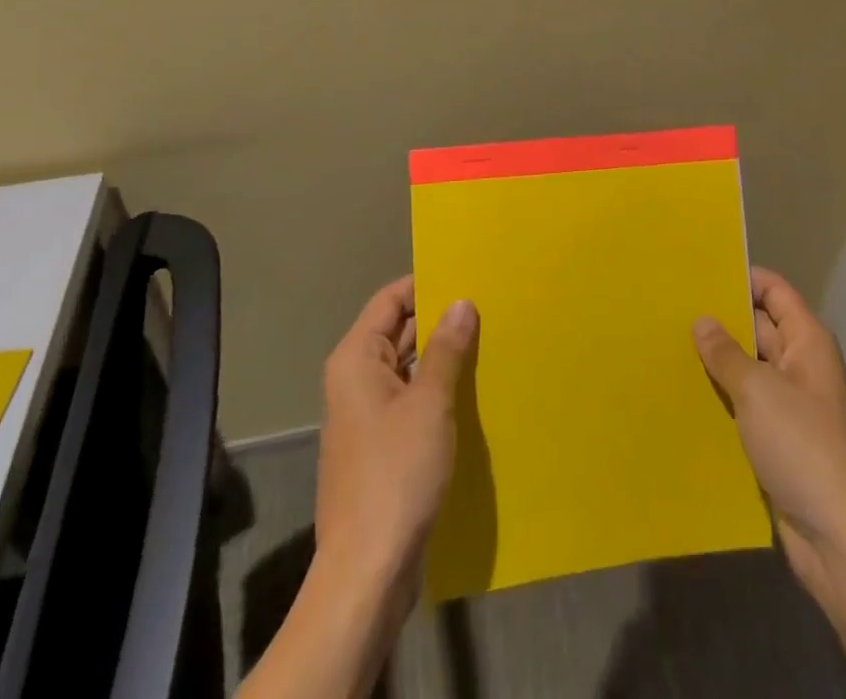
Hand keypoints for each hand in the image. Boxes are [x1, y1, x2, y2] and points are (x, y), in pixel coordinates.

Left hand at [316, 276, 478, 605]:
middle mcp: (356, 379)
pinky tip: (473, 389)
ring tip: (489, 339)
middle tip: (488, 304)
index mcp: (357, 359)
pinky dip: (437, 389)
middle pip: (398, 331)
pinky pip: (411, 399)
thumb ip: (446, 349)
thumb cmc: (396, 474)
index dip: (425, 284)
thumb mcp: (429, 403)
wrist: (368, 570)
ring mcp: (367, 415)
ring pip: (407, 367)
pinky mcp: (381, 446)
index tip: (467, 274)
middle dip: (440, 319)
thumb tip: (462, 302)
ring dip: (442, 356)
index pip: (390, 300)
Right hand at [693, 268, 845, 610]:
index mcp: (807, 341)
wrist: (839, 537)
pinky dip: (721, 398)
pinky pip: (745, 405)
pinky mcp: (778, 439)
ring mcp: (790, 404)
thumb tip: (702, 320)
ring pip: (748, 369)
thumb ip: (726, 353)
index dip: (742, 277)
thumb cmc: (802, 447)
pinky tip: (684, 394)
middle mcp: (800, 365)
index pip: (774, 291)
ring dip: (716, 362)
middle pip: (758, 327)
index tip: (700, 272)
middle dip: (721, 320)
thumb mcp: (758, 391)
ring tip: (667, 345)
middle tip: (671, 308)